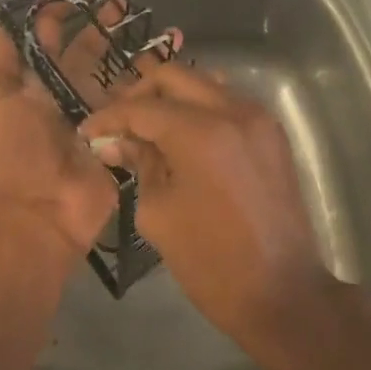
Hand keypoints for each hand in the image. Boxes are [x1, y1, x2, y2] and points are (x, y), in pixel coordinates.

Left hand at [0, 0, 138, 264]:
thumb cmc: (16, 150)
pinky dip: (154, 77)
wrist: (45, 211)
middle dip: (99, 18)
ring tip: (150, 21)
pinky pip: (139, 97)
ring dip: (130, 44)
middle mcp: (64, 90)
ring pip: (115, 68)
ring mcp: (96, 110)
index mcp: (32, 80)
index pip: (47, 29)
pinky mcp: (122, 129)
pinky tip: (172, 55)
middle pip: (85, 45)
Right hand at [78, 66, 338, 353]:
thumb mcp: (158, 213)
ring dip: (171, 96)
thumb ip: (138, 164)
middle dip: (139, 93)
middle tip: (117, 121)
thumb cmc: (211, 261)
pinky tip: (181, 133)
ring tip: (146, 124)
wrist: (282, 293)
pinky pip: (227, 102)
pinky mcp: (271, 134)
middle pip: (174, 76)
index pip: (141, 107)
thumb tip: (115, 142)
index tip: (87, 132)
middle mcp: (232, 111)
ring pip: (203, 83)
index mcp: (200, 133)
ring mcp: (258, 118)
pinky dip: (199, 107)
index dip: (109, 117)